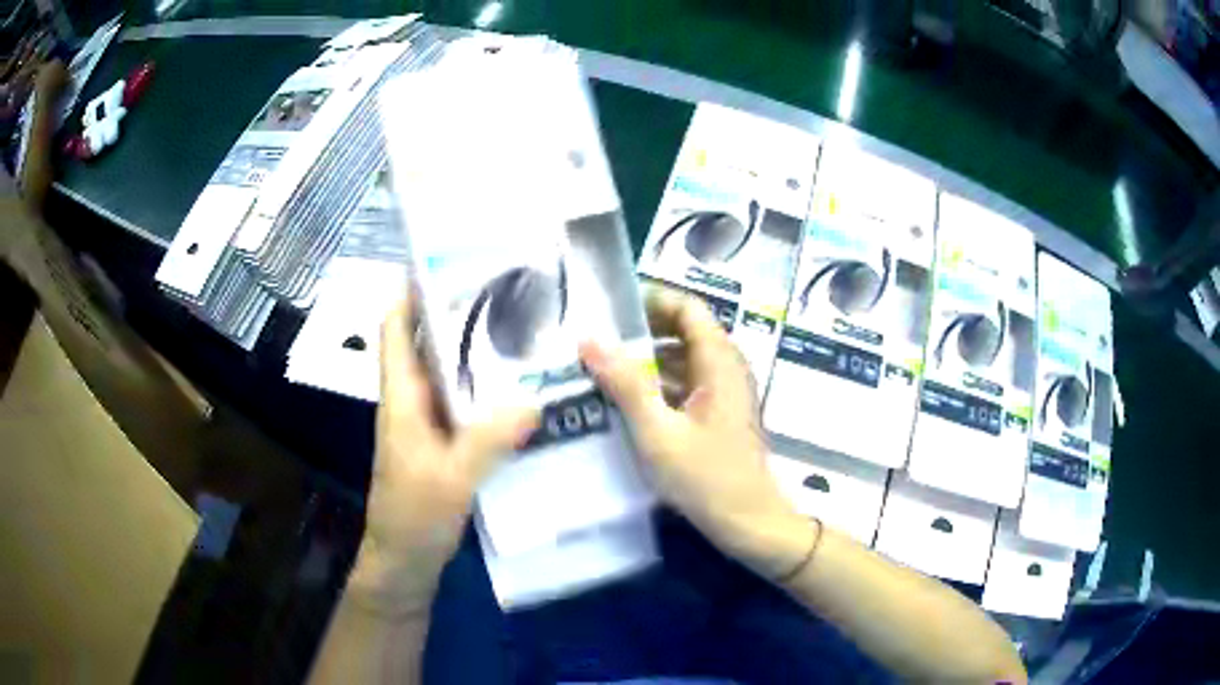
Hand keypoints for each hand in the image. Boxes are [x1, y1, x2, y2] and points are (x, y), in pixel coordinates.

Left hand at [353, 297, 538, 612]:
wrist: (404, 562)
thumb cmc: (413, 517)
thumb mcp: (451, 479)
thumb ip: (488, 440)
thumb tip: (534, 399)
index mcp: (402, 398)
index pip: (395, 330)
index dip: (410, 293)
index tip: (446, 264)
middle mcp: (412, 402)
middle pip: (427, 345)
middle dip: (457, 316)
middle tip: (505, 293)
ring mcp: (429, 424)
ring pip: (449, 375)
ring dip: (476, 354)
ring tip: (521, 333)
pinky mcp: (445, 445)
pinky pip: (466, 406)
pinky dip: (488, 392)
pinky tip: (523, 392)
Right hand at [579, 288, 810, 579]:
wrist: (748, 523)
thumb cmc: (706, 477)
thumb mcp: (657, 432)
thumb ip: (625, 384)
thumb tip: (588, 339)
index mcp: (718, 361)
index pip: (686, 307)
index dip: (650, 300)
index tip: (608, 309)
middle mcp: (725, 367)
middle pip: (682, 331)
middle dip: (640, 332)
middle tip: (595, 340)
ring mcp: (722, 393)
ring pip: (681, 360)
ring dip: (645, 361)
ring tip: (600, 368)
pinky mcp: (716, 415)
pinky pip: (683, 386)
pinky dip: (656, 386)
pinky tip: (623, 401)